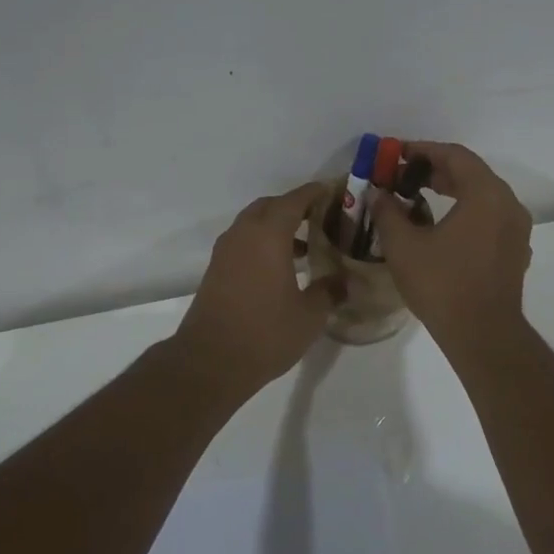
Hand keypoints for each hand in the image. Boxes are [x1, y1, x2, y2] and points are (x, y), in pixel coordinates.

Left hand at [175, 182, 334, 394]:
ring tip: (304, 246)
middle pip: (270, 206)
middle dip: (294, 207)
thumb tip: (342, 281)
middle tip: (320, 219)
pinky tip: (280, 268)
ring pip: (253, 223)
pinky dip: (262, 243)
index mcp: (268, 235)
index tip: (332, 192)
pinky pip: (243, 242)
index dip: (314, 193)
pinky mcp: (216, 270)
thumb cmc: (265, 333)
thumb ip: (329, 291)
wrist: (210, 361)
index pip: (294, 200)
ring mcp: (225, 252)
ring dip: (276, 226)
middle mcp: (243, 234)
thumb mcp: (310, 316)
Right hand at [370, 142, 532, 350]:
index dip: (423, 150)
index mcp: (486, 194)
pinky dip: (466, 210)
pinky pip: (490, 216)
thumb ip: (387, 211)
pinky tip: (442, 226)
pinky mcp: (515, 250)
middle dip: (435, 170)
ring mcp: (517, 229)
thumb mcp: (404, 245)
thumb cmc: (442, 284)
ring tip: (418, 196)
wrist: (483, 334)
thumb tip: (377, 193)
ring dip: (451, 190)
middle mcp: (508, 204)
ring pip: (482, 195)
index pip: (454, 156)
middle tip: (403, 175)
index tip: (396, 153)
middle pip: (471, 173)